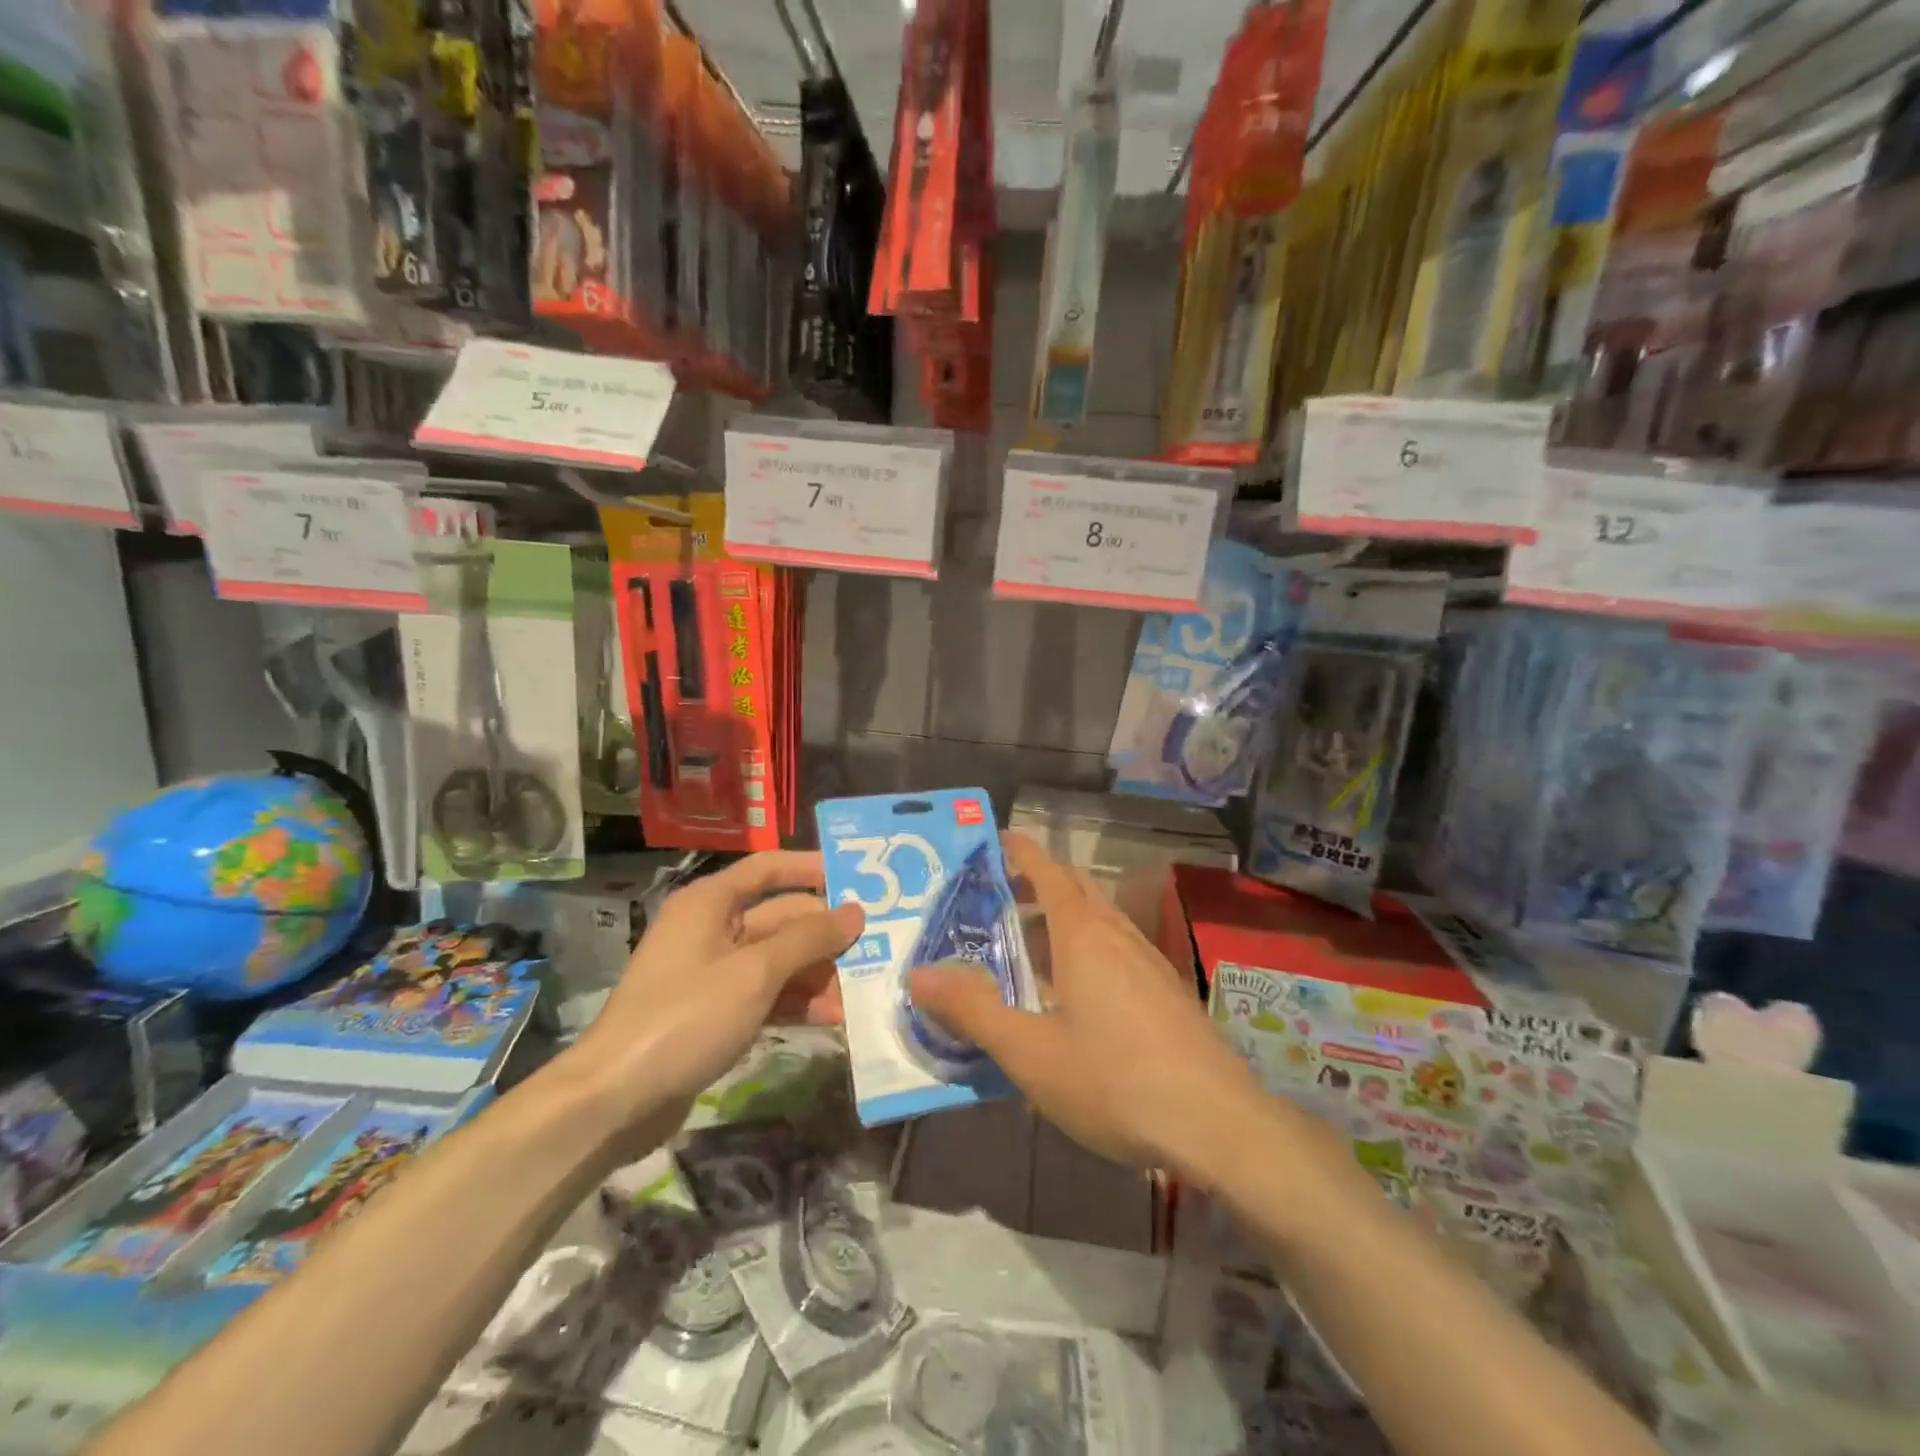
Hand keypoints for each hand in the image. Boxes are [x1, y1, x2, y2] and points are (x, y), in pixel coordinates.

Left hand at [567, 852, 862, 1153]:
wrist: (616, 1099)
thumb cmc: (687, 1017)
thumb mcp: (755, 973)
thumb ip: (809, 939)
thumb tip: (856, 912)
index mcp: (710, 903)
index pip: (769, 868)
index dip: (812, 869)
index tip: (858, 880)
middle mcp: (711, 928)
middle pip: (780, 919)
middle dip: (825, 936)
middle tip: (876, 949)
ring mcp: (712, 973)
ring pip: (777, 960)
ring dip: (816, 974)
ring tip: (859, 994)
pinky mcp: (714, 1012)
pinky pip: (766, 994)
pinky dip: (796, 1002)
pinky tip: (831, 1018)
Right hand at [908, 834, 1264, 1179]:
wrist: (1218, 1125)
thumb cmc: (1115, 1080)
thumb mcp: (1030, 1052)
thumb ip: (972, 1010)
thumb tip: (918, 974)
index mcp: (1084, 934)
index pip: (1049, 871)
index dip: (1021, 851)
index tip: (996, 839)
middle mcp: (1118, 935)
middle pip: (1076, 889)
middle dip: (1038, 883)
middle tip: (998, 897)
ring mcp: (1149, 962)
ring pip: (1099, 921)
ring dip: (1062, 919)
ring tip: (1027, 946)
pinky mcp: (1167, 992)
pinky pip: (1117, 950)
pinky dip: (1086, 948)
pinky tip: (1074, 994)